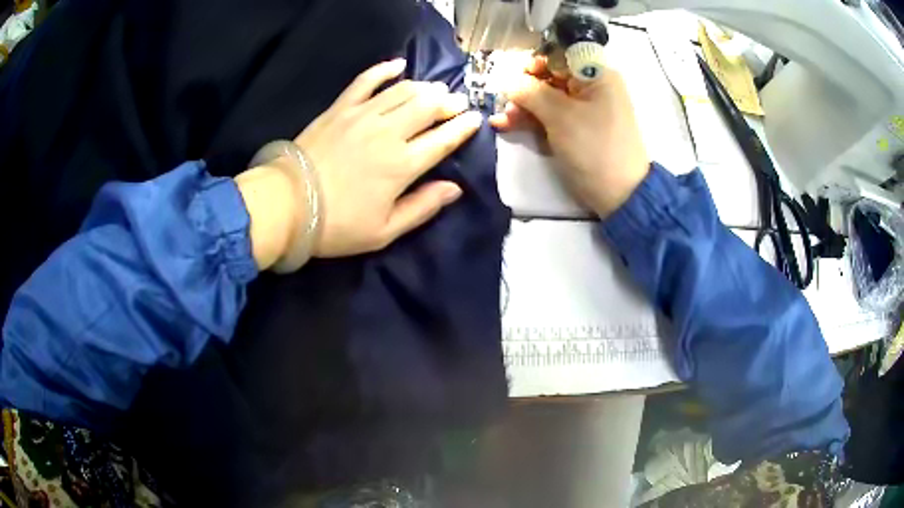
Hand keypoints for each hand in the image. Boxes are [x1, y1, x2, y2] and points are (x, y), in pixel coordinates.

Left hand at [237, 59, 483, 269]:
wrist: (287, 204)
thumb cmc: (337, 224)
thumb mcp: (385, 231)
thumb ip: (423, 207)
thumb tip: (455, 188)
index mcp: (402, 165)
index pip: (443, 139)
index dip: (462, 127)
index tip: (475, 118)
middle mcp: (388, 133)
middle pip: (428, 107)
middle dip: (448, 103)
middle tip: (458, 102)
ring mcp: (363, 115)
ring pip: (403, 91)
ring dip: (425, 87)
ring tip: (436, 89)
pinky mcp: (340, 108)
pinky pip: (366, 81)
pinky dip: (383, 70)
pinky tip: (398, 65)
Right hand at [490, 57, 648, 217]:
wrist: (620, 196)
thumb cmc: (594, 148)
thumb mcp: (560, 116)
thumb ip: (530, 92)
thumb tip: (506, 79)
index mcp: (596, 74)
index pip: (559, 54)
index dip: (534, 62)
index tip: (514, 78)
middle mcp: (591, 85)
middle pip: (550, 75)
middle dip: (524, 88)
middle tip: (505, 103)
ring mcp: (585, 108)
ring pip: (547, 97)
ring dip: (522, 106)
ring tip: (502, 120)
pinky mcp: (578, 128)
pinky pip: (551, 115)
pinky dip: (532, 119)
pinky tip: (507, 125)